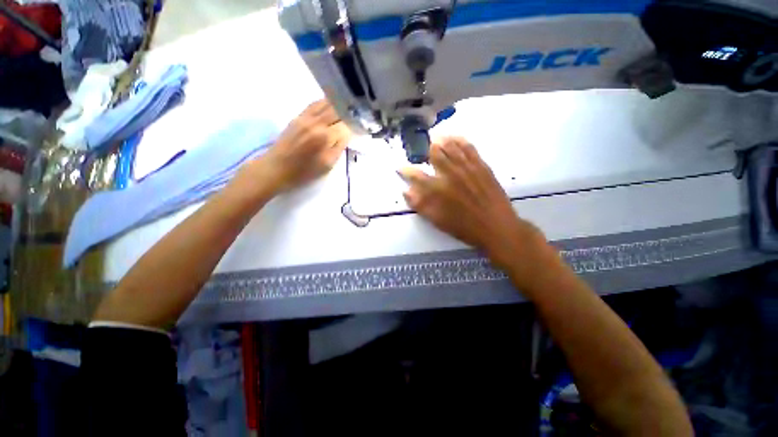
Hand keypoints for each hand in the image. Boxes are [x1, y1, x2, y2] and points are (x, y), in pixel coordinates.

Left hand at [247, 100, 350, 193]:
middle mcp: (316, 122)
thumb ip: (339, 147)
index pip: (346, 125)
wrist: (276, 168)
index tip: (362, 130)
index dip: (356, 127)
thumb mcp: (327, 165)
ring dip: (339, 106)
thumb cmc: (304, 172)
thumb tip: (347, 133)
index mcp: (325, 137)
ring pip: (327, 104)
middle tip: (357, 118)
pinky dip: (326, 103)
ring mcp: (306, 117)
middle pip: (338, 110)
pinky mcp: (298, 116)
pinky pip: (314, 104)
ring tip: (348, 110)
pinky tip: (332, 105)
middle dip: (350, 114)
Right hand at [399, 137, 545, 268]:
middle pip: (435, 154)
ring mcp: (467, 167)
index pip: (416, 175)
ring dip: (442, 141)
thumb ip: (420, 205)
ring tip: (436, 138)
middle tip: (423, 148)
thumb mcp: (438, 220)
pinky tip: (455, 137)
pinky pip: (469, 148)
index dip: (405, 171)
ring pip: (451, 147)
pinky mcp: (481, 165)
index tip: (400, 168)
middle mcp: (450, 174)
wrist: (496, 227)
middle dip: (426, 149)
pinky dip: (460, 140)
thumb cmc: (464, 227)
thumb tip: (406, 191)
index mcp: (438, 189)